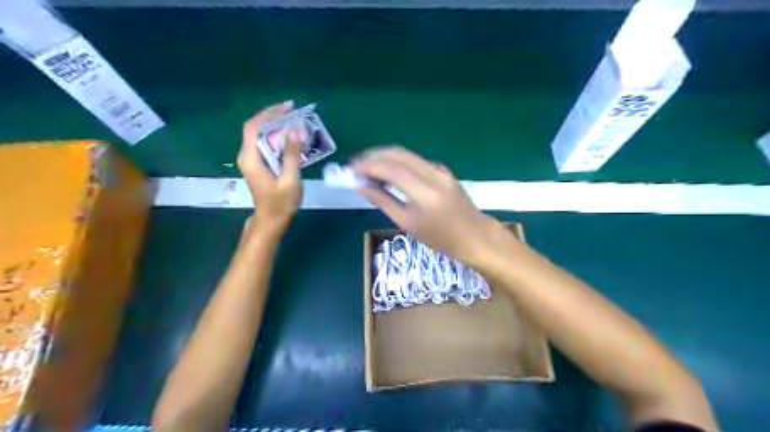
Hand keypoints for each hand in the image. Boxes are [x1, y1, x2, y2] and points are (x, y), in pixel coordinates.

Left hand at [237, 101, 302, 232]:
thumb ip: (291, 154)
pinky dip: (276, 135)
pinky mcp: (257, 164)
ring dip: (274, 124)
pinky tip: (289, 135)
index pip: (254, 127)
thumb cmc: (281, 203)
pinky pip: (264, 143)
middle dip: (272, 115)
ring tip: (293, 119)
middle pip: (255, 127)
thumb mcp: (290, 179)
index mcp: (251, 158)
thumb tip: (296, 130)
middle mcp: (247, 155)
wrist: (271, 220)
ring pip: (259, 134)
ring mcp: (251, 160)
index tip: (288, 107)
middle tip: (292, 110)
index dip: (269, 114)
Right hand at [353, 147, 509, 265]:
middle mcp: (434, 175)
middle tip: (356, 165)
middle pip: (399, 154)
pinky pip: (416, 161)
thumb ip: (384, 202)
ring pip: (407, 155)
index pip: (392, 170)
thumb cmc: (441, 238)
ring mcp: (441, 170)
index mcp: (425, 195)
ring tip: (367, 168)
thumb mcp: (408, 224)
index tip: (351, 169)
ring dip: (385, 157)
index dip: (369, 166)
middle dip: (374, 156)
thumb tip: (362, 187)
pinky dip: (398, 162)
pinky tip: (388, 171)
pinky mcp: (443, 170)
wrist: (475, 236)